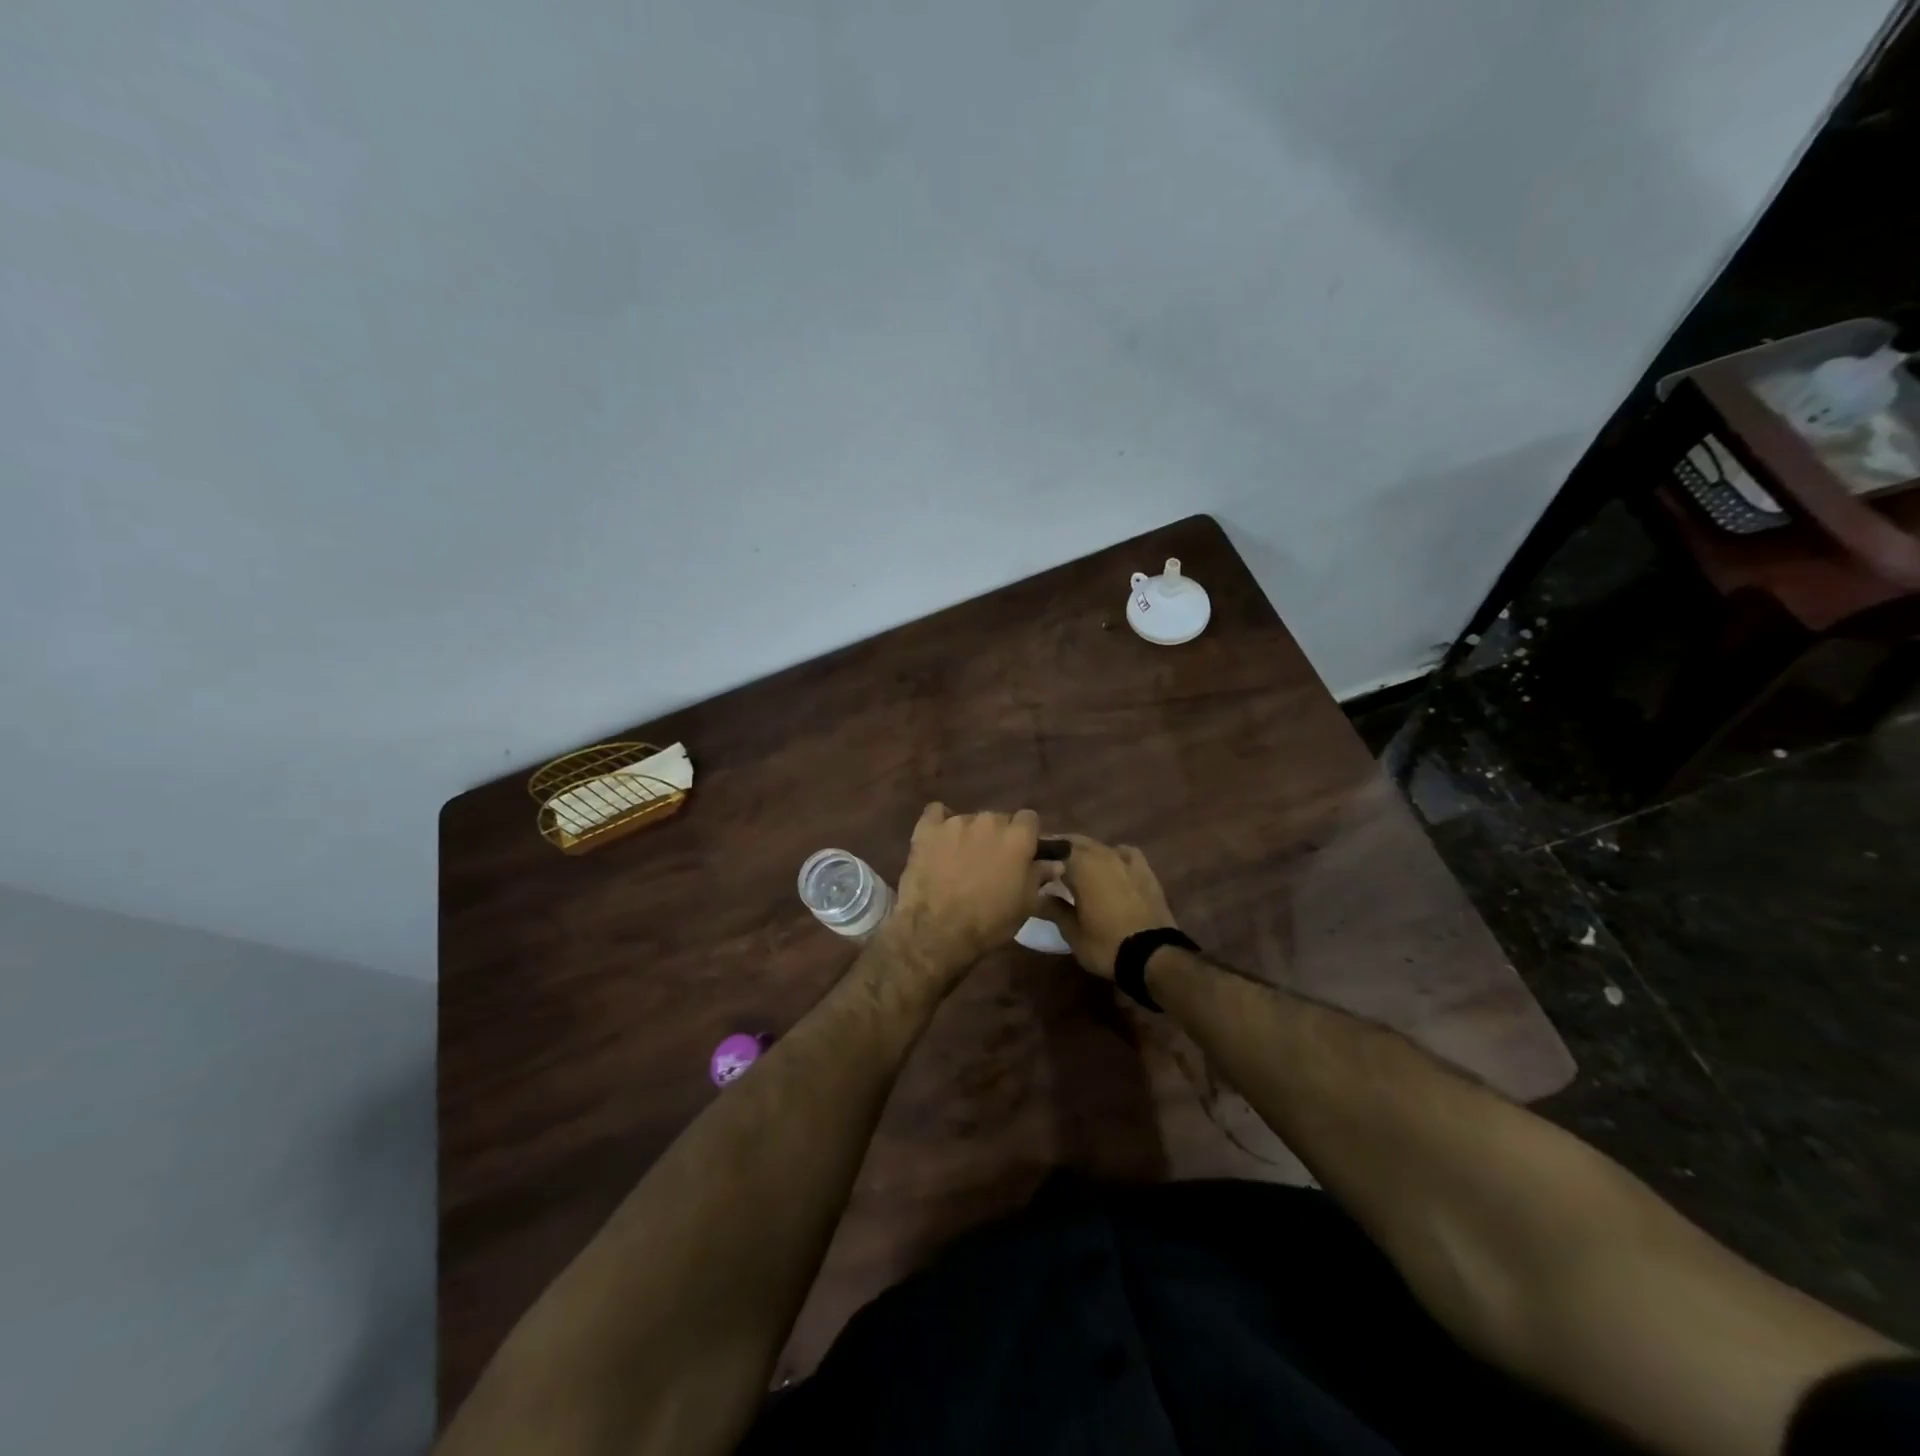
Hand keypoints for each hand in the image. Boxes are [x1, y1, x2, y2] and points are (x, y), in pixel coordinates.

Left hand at [883, 804, 1056, 981]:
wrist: (938, 931)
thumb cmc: (990, 922)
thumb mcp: (1026, 905)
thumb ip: (1040, 877)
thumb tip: (1054, 863)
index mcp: (1018, 837)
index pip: (1029, 819)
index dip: (1026, 836)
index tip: (1021, 854)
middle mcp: (989, 820)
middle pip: (998, 819)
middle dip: (997, 837)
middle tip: (990, 862)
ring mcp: (956, 822)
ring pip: (969, 820)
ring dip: (969, 835)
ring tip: (959, 861)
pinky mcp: (928, 829)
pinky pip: (935, 813)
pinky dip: (939, 824)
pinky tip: (938, 841)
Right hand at [1034, 836, 1177, 979]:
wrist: (1154, 955)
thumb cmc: (1105, 944)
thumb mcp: (1072, 932)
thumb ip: (1054, 909)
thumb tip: (1038, 896)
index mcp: (1080, 865)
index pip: (1054, 847)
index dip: (1041, 852)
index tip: (1030, 860)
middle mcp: (1102, 854)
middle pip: (1076, 842)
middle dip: (1061, 849)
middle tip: (1049, 863)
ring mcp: (1126, 860)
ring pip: (1100, 847)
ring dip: (1086, 852)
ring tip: (1077, 866)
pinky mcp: (1145, 871)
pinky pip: (1125, 853)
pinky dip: (1114, 855)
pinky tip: (1112, 865)